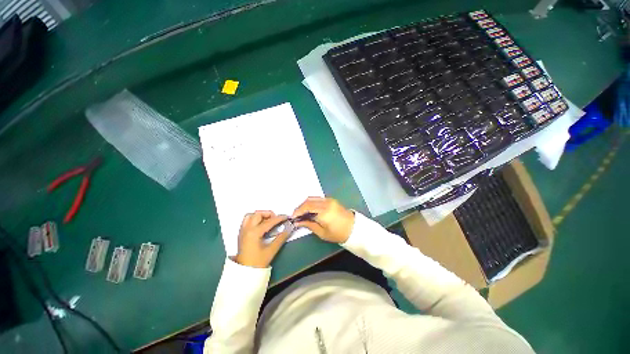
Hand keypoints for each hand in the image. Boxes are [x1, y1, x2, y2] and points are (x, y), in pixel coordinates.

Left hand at [234, 211, 290, 267]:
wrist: (244, 272)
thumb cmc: (257, 263)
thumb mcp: (271, 251)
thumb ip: (280, 238)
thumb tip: (288, 230)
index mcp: (254, 233)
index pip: (269, 221)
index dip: (279, 218)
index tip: (286, 217)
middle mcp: (247, 229)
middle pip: (258, 214)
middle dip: (268, 214)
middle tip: (276, 220)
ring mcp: (243, 231)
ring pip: (250, 215)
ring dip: (260, 215)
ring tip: (267, 221)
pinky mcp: (241, 234)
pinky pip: (246, 221)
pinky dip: (254, 219)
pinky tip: (260, 225)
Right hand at [292, 197, 354, 242]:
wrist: (354, 228)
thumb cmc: (338, 233)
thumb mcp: (322, 233)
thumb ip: (309, 225)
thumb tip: (297, 222)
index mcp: (324, 212)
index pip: (307, 207)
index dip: (298, 211)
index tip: (292, 217)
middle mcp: (326, 203)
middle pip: (308, 201)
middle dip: (300, 207)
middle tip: (296, 215)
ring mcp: (329, 200)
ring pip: (313, 198)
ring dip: (305, 204)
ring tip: (301, 213)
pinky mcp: (331, 199)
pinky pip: (318, 199)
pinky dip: (311, 203)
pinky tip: (309, 210)